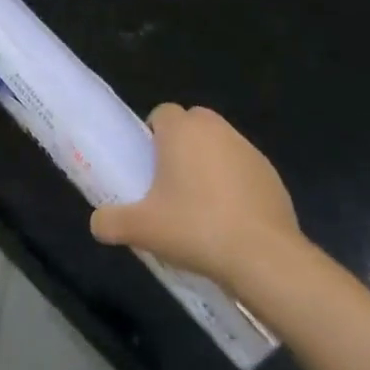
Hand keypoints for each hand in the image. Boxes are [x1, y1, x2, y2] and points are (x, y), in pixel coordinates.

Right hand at [90, 104, 309, 288]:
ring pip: (220, 144)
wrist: (263, 256)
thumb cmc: (195, 228)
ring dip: (208, 162)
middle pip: (193, 123)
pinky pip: (243, 169)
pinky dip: (234, 183)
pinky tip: (228, 218)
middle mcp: (217, 130)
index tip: (147, 165)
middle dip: (180, 143)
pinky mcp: (272, 175)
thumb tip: (97, 223)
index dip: (151, 134)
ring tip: (198, 204)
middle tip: (168, 181)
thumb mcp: (140, 229)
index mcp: (183, 132)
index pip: (162, 113)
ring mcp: (249, 151)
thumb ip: (110, 222)